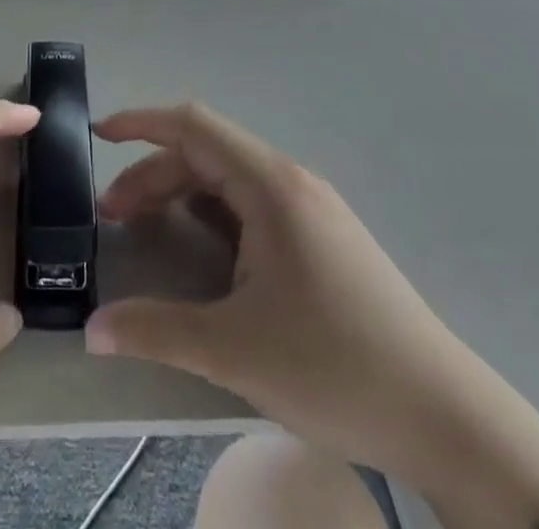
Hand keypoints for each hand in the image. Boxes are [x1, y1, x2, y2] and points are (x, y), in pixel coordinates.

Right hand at [87, 104, 538, 528]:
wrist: (446, 416)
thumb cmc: (336, 367)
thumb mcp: (235, 350)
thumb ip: (156, 330)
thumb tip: (92, 329)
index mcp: (270, 185)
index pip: (193, 126)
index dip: (141, 122)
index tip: (98, 136)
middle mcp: (289, 182)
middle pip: (206, 155)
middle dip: (152, 176)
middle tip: (111, 218)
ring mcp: (310, 210)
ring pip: (229, 182)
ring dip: (181, 196)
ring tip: (145, 230)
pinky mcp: (321, 240)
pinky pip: (251, 208)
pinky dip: (212, 216)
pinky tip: (199, 251)